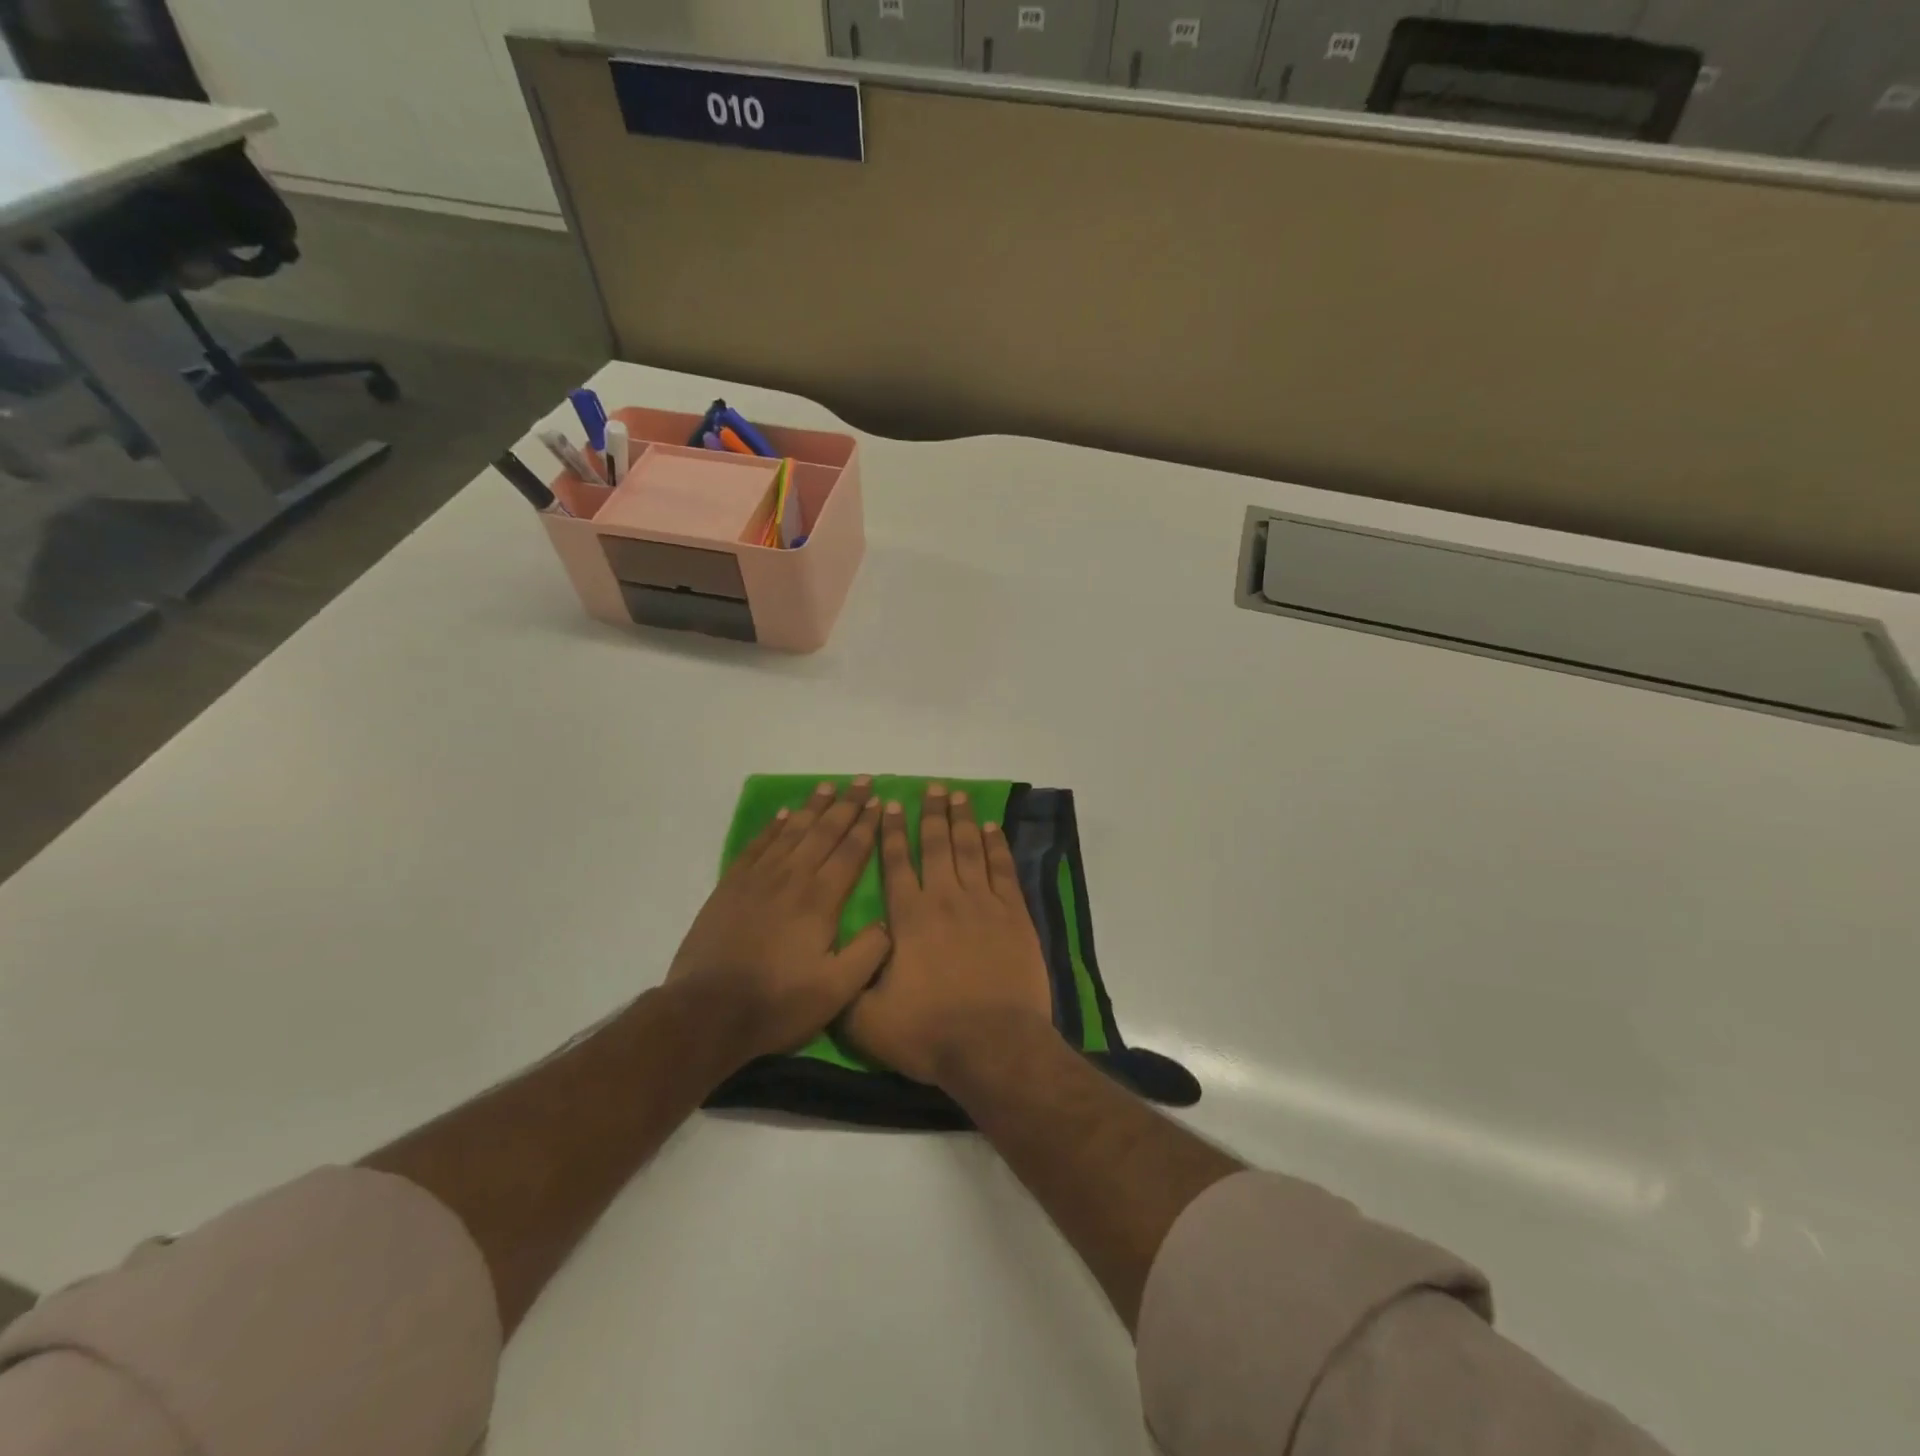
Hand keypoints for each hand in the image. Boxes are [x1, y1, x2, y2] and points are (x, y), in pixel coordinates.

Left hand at [667, 779, 890, 1065]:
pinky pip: (758, 845)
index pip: (851, 851)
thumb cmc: (778, 1003)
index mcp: (821, 899)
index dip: (867, 825)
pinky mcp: (731, 886)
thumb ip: (869, 953)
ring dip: (813, 807)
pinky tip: (784, 815)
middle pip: (825, 831)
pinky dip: (773, 827)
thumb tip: (888, 923)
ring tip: (829, 786)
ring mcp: (758, 879)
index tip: (879, 801)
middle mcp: (792, 877)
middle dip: (847, 804)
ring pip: (792, 831)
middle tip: (863, 780)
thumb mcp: (837, 990)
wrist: (708, 1012)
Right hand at [841, 784, 1054, 1086]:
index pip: (896, 863)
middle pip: (936, 845)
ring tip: (958, 796)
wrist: (993, 1046)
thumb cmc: (929, 1032)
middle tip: (931, 787)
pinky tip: (992, 829)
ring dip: (963, 819)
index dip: (892, 832)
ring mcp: (983, 904)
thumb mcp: (867, 1020)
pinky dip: (997, 846)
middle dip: (931, 813)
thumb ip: (848, 983)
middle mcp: (944, 899)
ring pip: (970, 849)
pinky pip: (1003, 869)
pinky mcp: (1014, 915)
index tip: (891, 805)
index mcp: (908, 918)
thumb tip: (836, 957)